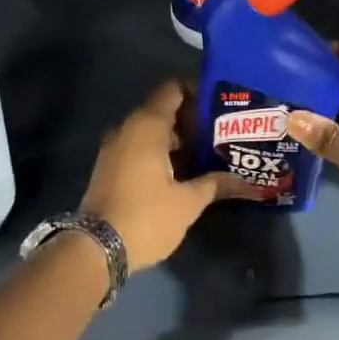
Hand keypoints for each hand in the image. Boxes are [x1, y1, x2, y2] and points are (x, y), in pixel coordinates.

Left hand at [80, 79, 233, 271]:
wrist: (96, 249)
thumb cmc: (146, 217)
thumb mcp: (187, 202)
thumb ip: (214, 184)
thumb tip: (243, 180)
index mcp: (147, 126)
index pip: (173, 90)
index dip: (198, 91)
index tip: (221, 102)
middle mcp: (128, 129)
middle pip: (164, 111)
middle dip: (193, 120)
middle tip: (223, 132)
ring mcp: (115, 149)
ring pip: (152, 133)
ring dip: (178, 140)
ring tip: (211, 152)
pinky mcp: (111, 169)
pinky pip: (140, 149)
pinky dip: (162, 153)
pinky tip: (185, 171)